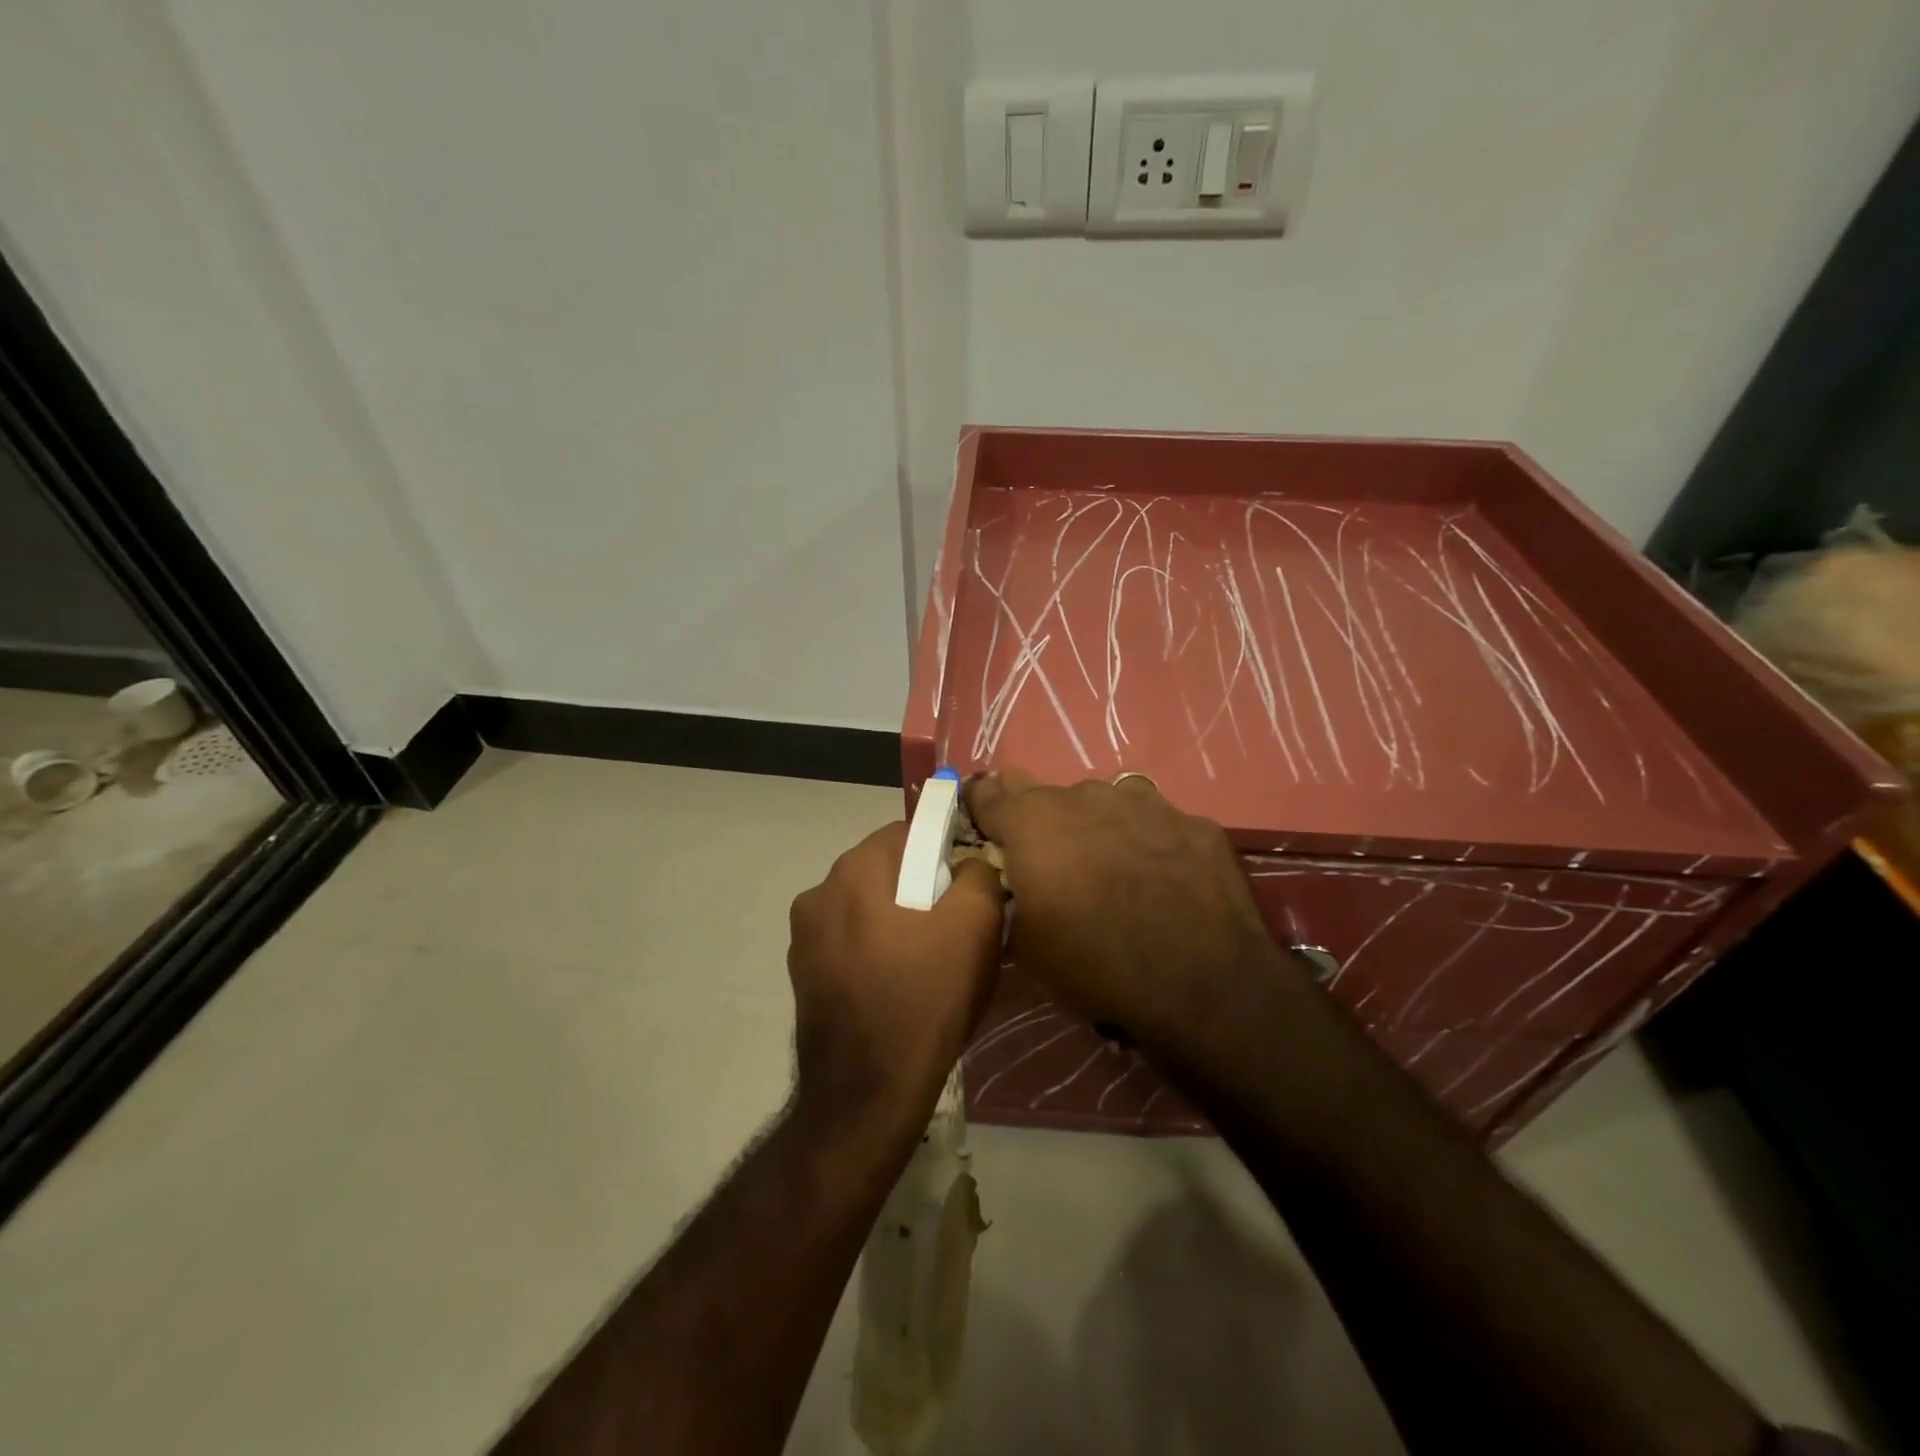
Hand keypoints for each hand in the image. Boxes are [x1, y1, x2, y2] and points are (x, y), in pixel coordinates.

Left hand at [787, 821, 1006, 1131]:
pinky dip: (875, 950)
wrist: (869, 1091)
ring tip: (928, 958)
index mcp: (855, 869)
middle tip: (955, 923)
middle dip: (921, 886)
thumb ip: (979, 873)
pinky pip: (850, 944)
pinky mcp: (803, 976)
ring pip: (866, 908)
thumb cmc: (926, 995)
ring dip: (896, 918)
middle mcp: (819, 893)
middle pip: (885, 870)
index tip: (969, 882)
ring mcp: (804, 938)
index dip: (945, 849)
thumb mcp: (976, 924)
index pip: (909, 832)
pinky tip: (898, 984)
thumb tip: (969, 865)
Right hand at [963, 769, 1290, 1053]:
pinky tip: (1165, 879)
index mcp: (1033, 822)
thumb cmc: (1095, 964)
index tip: (979, 819)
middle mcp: (1085, 797)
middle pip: (1046, 793)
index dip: (979, 805)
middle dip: (1038, 817)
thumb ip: (1011, 896)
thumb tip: (1015, 881)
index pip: (988, 794)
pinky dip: (1150, 843)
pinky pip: (1158, 824)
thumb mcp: (1026, 945)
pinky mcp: (1194, 822)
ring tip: (1111, 868)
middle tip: (1046, 852)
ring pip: (1106, 801)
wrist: (1201, 982)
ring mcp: (1146, 803)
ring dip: (1097, 826)